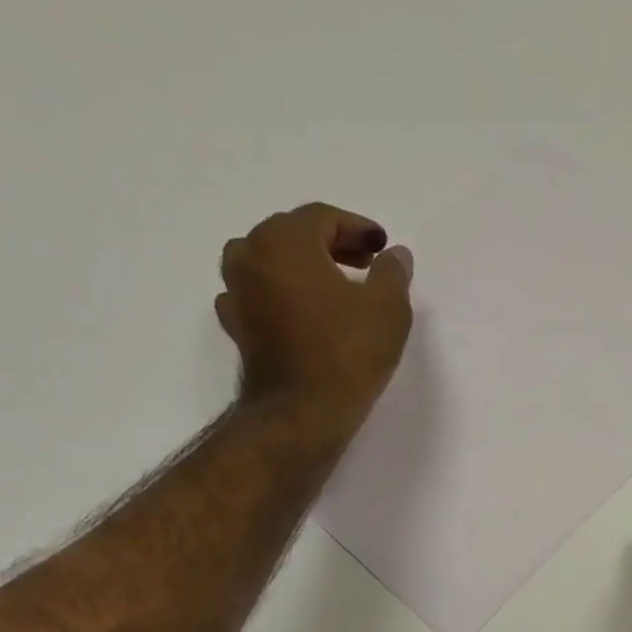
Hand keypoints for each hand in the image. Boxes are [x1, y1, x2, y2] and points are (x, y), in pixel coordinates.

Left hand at [216, 203, 414, 428]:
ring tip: (334, 290)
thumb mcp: (387, 309)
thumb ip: (393, 273)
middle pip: (292, 235)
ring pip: (271, 264)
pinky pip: (259, 297)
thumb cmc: (347, 354)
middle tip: (365, 264)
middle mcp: (250, 255)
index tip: (382, 246)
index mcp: (284, 240)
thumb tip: (395, 255)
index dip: (357, 228)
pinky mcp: (237, 328)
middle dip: (331, 245)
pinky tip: (303, 314)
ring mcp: (236, 292)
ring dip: (303, 269)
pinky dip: (282, 297)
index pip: (323, 218)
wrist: (301, 414)